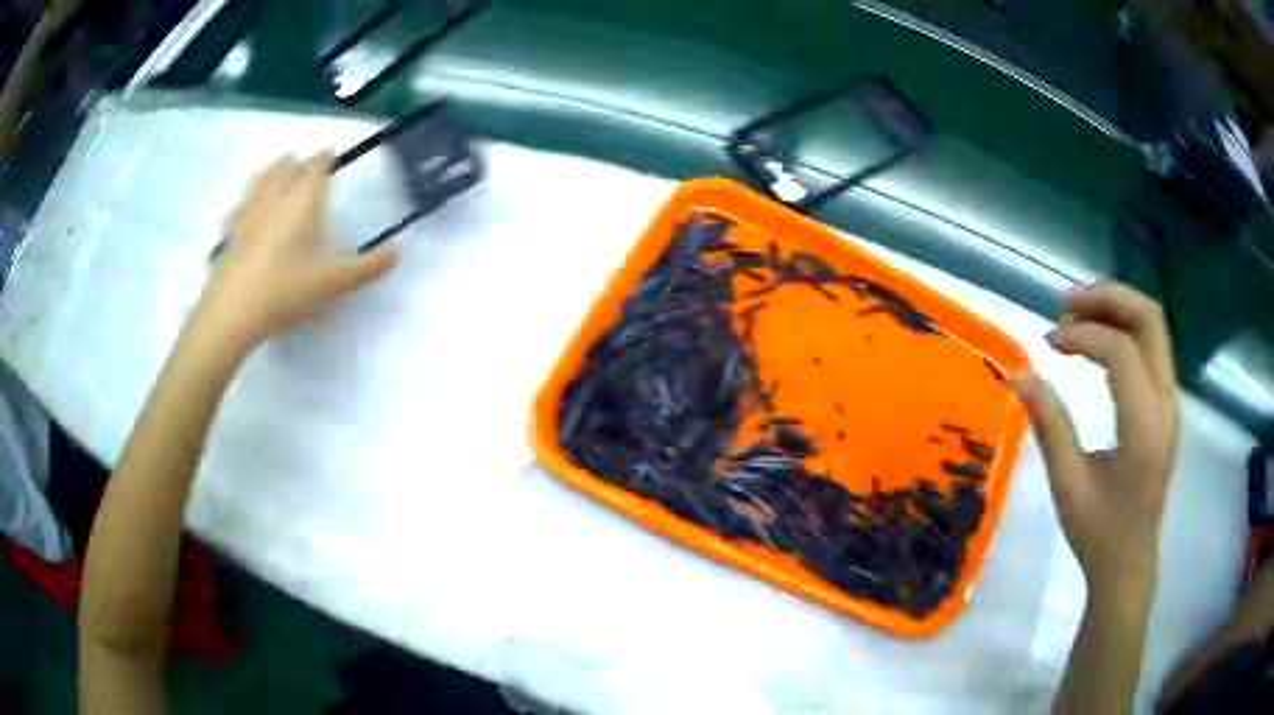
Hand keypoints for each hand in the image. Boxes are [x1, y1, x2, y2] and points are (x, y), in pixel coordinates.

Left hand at [196, 151, 398, 347]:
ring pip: (261, 177)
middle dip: (299, 162)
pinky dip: (250, 198)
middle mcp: (273, 196)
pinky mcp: (231, 232)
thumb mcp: (330, 283)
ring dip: (273, 171)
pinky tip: (249, 209)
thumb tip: (397, 254)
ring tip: (280, 175)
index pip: (315, 166)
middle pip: (286, 166)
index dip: (325, 157)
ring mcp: (248, 212)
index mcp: (301, 200)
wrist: (232, 314)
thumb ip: (365, 268)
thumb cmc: (284, 290)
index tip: (332, 153)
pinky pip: (241, 203)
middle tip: (308, 167)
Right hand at [1014, 283, 1178, 595]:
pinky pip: (1151, 346)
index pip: (1121, 351)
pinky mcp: (1166, 405)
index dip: (1083, 335)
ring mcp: (1170, 402)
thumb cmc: (1099, 534)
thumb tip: (1019, 376)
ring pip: (1153, 326)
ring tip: (1077, 315)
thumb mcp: (1068, 486)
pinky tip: (1097, 341)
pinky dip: (1124, 329)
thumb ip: (1049, 426)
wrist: (1129, 564)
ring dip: (1116, 309)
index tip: (1048, 342)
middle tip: (1066, 304)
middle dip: (1108, 298)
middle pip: (1149, 319)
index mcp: (1145, 428)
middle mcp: (1166, 404)